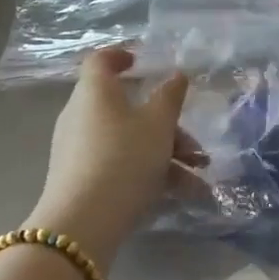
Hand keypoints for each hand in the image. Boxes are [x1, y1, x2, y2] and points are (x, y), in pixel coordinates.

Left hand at [31, 48, 198, 265]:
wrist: (83, 224)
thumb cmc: (124, 158)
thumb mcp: (158, 124)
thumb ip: (170, 96)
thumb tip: (176, 75)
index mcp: (95, 91)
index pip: (101, 60)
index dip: (121, 55)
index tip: (143, 61)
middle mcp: (82, 115)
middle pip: (125, 106)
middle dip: (165, 123)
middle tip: (194, 143)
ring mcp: (79, 149)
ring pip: (128, 139)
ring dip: (166, 153)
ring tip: (199, 175)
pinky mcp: (82, 179)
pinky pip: (121, 164)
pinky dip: (150, 173)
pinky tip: (185, 194)